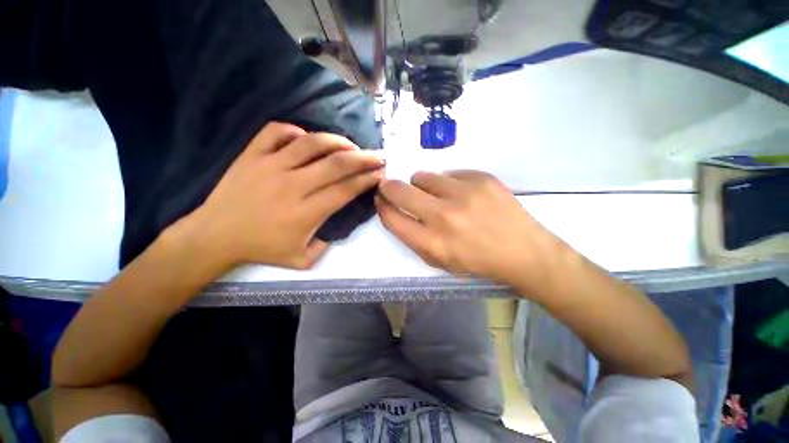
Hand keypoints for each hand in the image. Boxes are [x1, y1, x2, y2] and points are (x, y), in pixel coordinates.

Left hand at [176, 122, 384, 270]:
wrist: (215, 237)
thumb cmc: (261, 249)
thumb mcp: (302, 260)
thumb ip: (326, 245)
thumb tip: (336, 227)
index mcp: (307, 212)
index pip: (346, 189)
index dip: (367, 179)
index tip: (380, 173)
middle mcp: (293, 185)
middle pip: (337, 164)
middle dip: (364, 158)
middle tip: (377, 156)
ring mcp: (270, 166)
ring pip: (311, 143)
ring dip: (337, 141)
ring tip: (350, 145)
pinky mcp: (251, 155)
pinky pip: (275, 132)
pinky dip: (294, 130)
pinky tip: (304, 137)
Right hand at [376, 170, 562, 284]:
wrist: (523, 251)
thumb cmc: (477, 261)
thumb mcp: (439, 261)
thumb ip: (413, 238)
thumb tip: (395, 211)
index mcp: (432, 243)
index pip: (391, 218)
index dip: (382, 206)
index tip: (381, 199)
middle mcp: (443, 216)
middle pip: (399, 190)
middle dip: (390, 187)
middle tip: (391, 186)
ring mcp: (464, 193)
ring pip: (423, 176)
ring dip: (422, 185)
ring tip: (436, 194)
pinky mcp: (481, 178)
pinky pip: (449, 173)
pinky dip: (449, 183)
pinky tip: (463, 195)